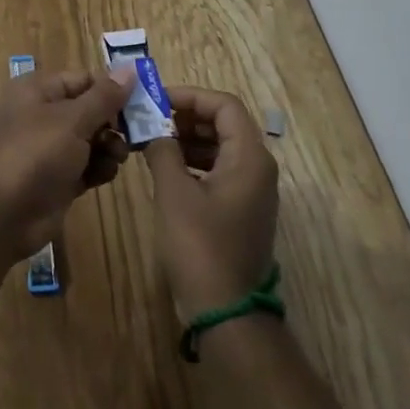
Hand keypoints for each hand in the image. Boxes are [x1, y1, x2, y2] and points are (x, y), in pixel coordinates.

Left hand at [0, 64, 134, 260]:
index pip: (85, 79)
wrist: (1, 214)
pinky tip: (105, 174)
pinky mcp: (58, 179)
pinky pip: (87, 166)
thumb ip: (105, 97)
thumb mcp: (73, 120)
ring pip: (92, 139)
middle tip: (136, 134)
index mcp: (40, 89)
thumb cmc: (35, 153)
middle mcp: (44, 114)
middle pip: (91, 109)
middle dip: (114, 122)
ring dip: (109, 146)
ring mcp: (51, 148)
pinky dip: (99, 168)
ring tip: (117, 157)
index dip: (113, 89)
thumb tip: (131, 69)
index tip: (143, 103)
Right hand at [144, 86, 278, 321]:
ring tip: (153, 140)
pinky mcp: (242, 210)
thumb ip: (162, 149)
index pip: (224, 105)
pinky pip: (220, 170)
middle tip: (151, 118)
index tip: (157, 100)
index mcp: (249, 157)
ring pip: (221, 147)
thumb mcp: (173, 191)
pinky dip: (195, 161)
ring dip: (189, 138)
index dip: (191, 96)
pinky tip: (167, 168)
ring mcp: (252, 191)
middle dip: (187, 116)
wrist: (225, 312)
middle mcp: (258, 168)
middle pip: (225, 123)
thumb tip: (152, 129)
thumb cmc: (200, 244)